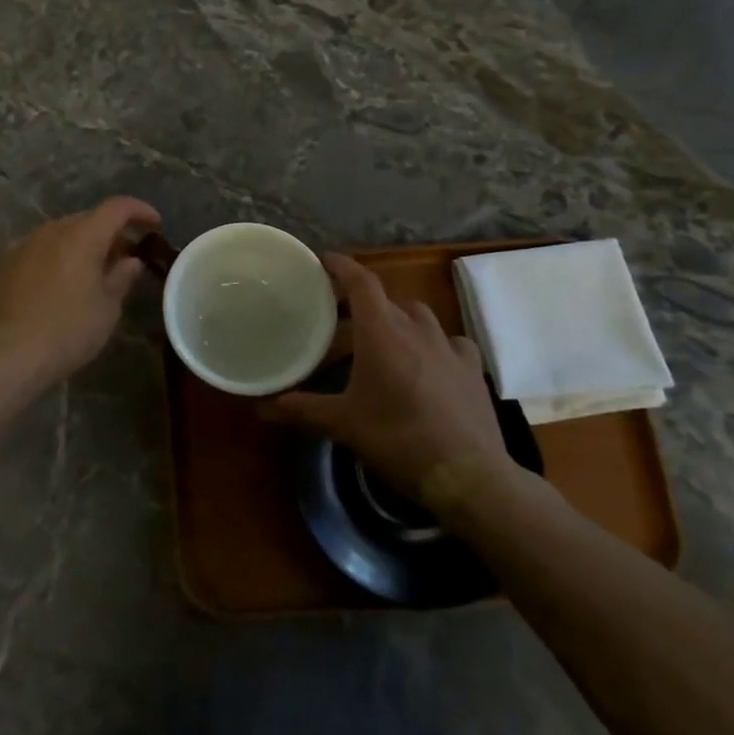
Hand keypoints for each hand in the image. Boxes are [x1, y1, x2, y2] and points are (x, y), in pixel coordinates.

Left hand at [0, 197, 161, 389]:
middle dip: (110, 233)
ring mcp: (24, 243)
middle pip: (88, 220)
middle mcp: (52, 230)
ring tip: (91, 271)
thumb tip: (131, 260)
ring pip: (61, 233)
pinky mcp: (4, 262)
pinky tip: (58, 279)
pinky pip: (38, 248)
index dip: (140, 211)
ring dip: (81, 244)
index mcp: (82, 236)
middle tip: (125, 258)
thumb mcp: (107, 308)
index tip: (155, 224)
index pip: (117, 207)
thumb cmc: (69, 331)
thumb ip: (121, 277)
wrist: (10, 356)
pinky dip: (55, 255)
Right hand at [269, 254, 520, 511]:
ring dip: (397, 318)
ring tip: (381, 336)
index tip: (323, 260)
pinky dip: (433, 343)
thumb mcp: (342, 424)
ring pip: (419, 316)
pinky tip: (429, 360)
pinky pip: (450, 342)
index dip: (341, 266)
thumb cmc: (397, 440)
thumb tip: (261, 408)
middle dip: (361, 300)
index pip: (361, 282)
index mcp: (382, 333)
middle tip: (339, 313)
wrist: (467, 475)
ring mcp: (449, 347)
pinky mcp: (472, 369)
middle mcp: (416, 329)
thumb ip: (302, 409)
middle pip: (385, 299)